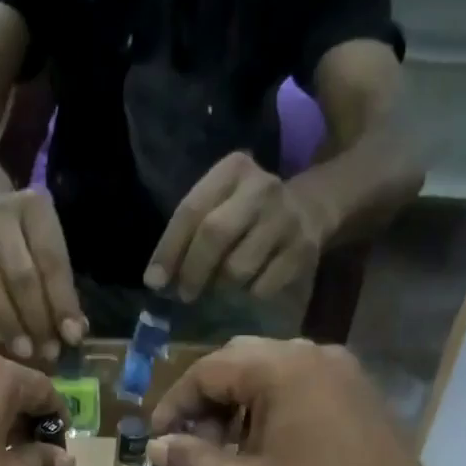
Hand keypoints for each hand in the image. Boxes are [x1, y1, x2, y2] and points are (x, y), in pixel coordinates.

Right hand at [0, 183, 86, 361]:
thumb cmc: (22, 236)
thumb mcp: (48, 246)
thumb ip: (61, 287)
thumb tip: (73, 334)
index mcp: (33, 210)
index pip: (51, 261)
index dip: (62, 303)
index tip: (71, 337)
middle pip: (18, 275)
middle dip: (35, 319)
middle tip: (45, 352)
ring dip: (5, 323)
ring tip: (21, 351)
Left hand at [145, 152, 331, 303]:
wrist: (311, 208)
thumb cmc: (247, 214)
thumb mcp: (219, 205)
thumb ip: (188, 234)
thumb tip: (156, 281)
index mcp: (233, 170)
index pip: (190, 211)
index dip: (168, 250)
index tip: (154, 282)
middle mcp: (262, 188)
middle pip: (214, 235)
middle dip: (192, 272)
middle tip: (184, 295)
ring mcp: (285, 219)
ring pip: (237, 268)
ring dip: (221, 287)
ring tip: (220, 286)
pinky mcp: (302, 250)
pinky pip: (262, 287)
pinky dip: (248, 294)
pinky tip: (249, 285)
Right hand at [146, 339, 449, 465]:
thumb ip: (188, 461)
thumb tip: (157, 446)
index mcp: (281, 368)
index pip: (207, 370)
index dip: (174, 405)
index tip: (158, 443)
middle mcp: (313, 354)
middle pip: (238, 364)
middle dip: (205, 404)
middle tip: (190, 447)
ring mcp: (342, 372)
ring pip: (269, 375)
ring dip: (236, 408)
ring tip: (223, 454)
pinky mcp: (358, 395)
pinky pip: (299, 388)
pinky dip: (269, 411)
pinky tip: (264, 452)